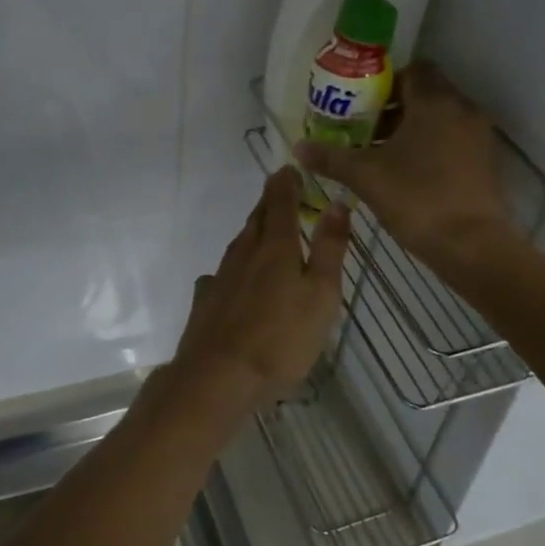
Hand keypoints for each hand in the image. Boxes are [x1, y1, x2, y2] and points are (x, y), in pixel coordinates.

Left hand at [169, 167, 349, 408]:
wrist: (218, 377)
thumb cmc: (281, 338)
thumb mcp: (321, 294)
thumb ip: (329, 248)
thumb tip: (337, 202)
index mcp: (276, 248)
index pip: (281, 203)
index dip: (286, 184)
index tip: (290, 168)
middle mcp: (244, 254)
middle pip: (257, 219)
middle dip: (269, 202)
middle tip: (280, 191)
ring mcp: (221, 277)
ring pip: (239, 244)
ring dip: (253, 231)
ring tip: (264, 229)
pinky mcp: (206, 301)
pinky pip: (222, 273)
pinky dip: (235, 268)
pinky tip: (234, 279)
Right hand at [294, 61, 513, 267]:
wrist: (471, 245)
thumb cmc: (416, 198)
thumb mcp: (365, 176)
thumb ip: (330, 157)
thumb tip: (298, 147)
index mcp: (434, 101)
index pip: (412, 69)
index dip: (384, 82)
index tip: (360, 104)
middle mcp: (462, 109)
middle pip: (425, 94)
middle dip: (393, 108)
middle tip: (362, 130)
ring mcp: (479, 136)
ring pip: (440, 119)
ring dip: (411, 129)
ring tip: (379, 154)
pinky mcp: (486, 162)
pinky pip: (453, 141)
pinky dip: (431, 147)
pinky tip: (406, 174)